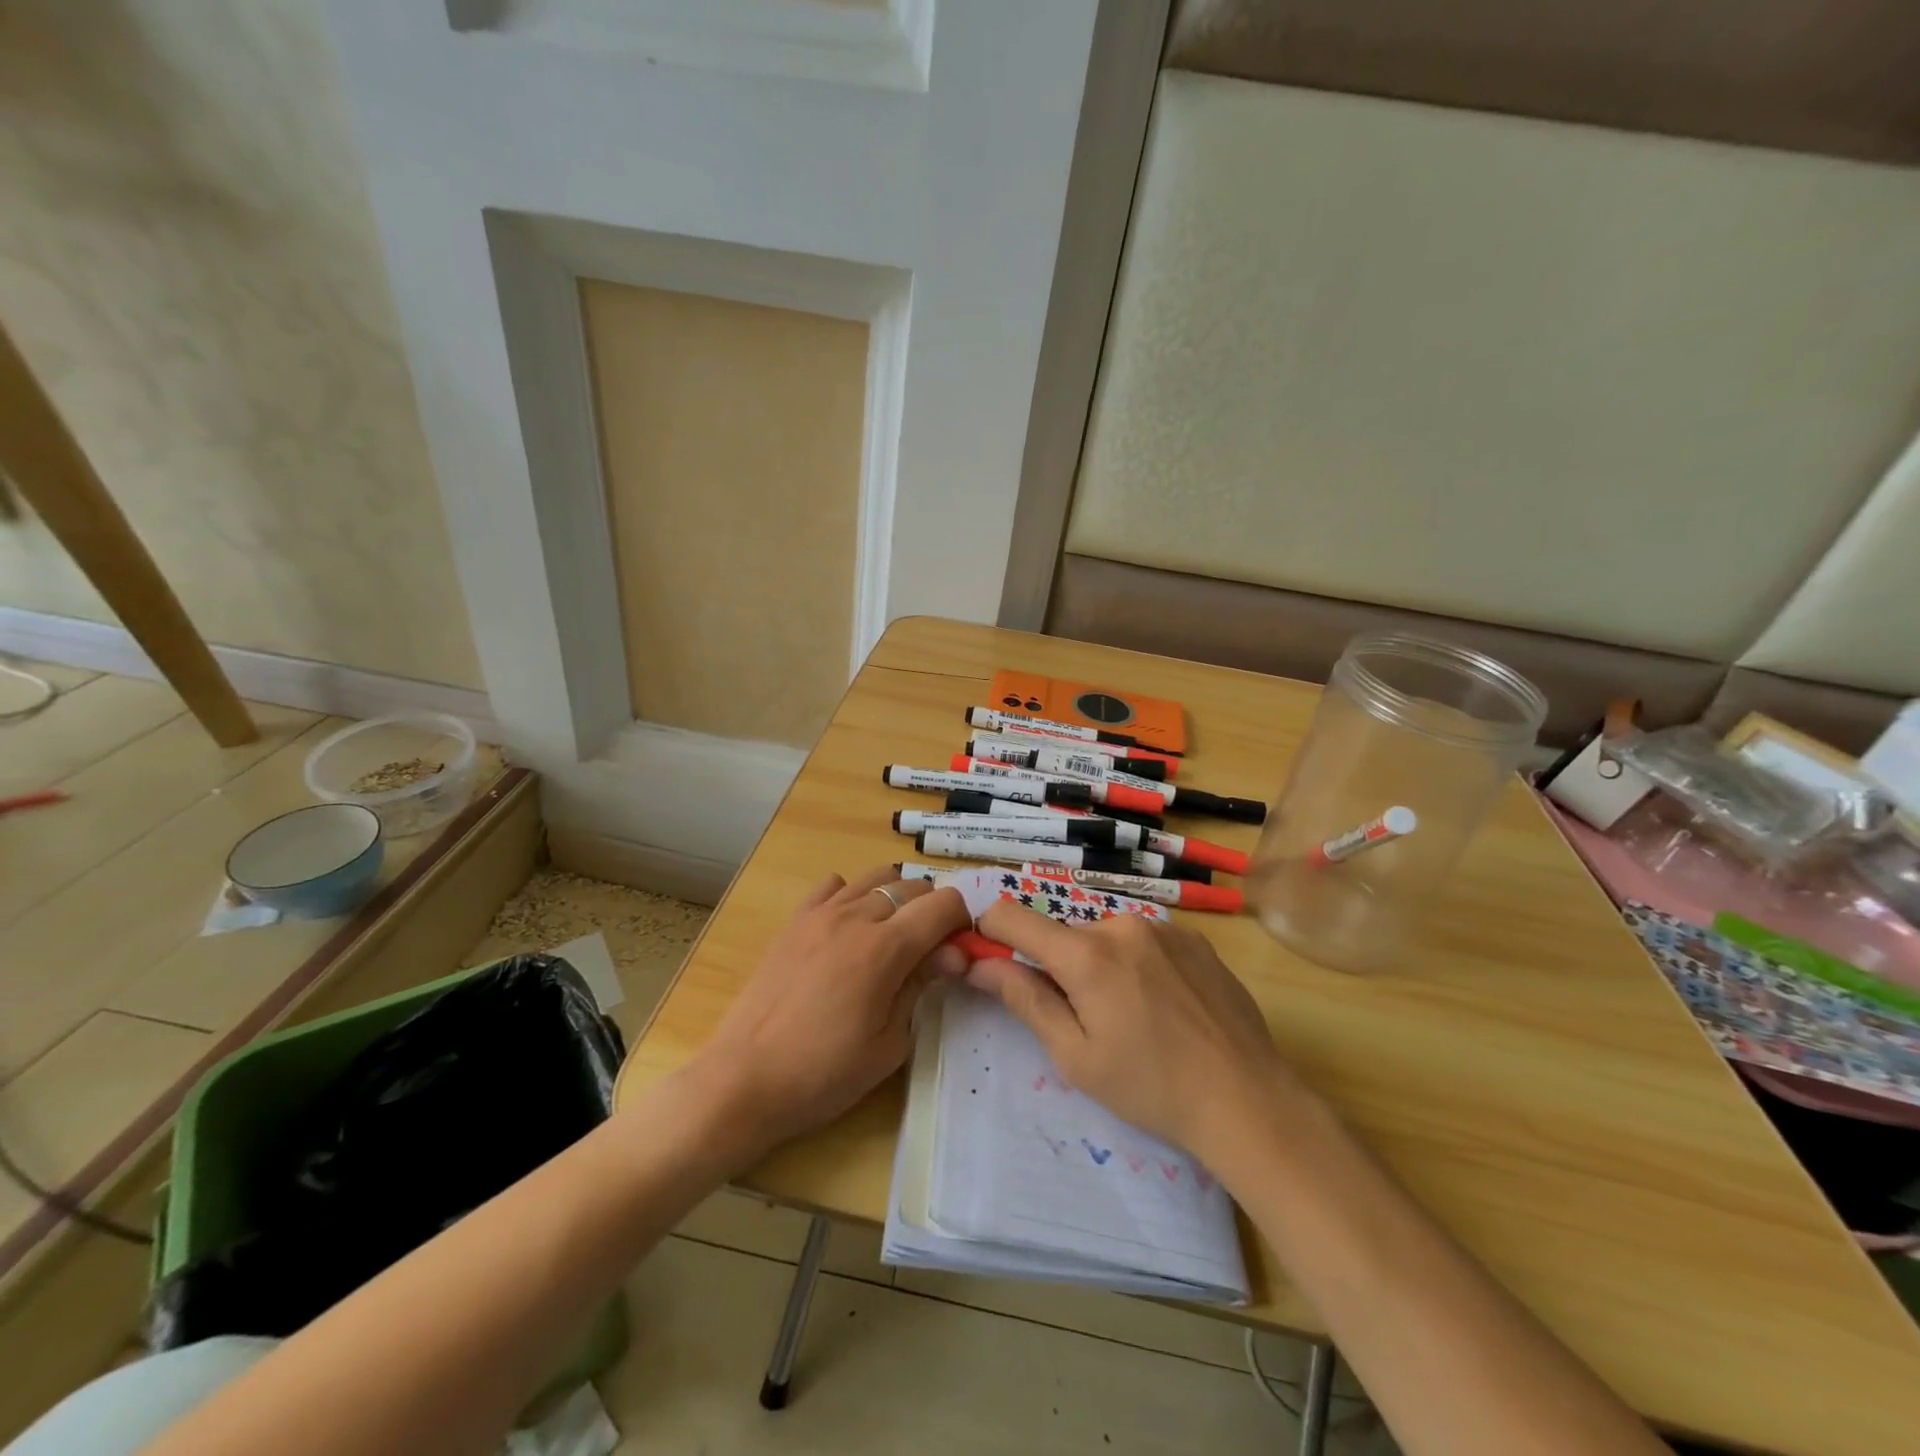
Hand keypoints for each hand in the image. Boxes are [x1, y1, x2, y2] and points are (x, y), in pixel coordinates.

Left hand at [693, 868, 969, 1155]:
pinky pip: (834, 885)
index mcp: (886, 947)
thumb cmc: (824, 1073)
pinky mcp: (795, 920)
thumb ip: (922, 986)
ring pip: (877, 877)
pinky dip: (853, 896)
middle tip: (929, 952)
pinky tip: (849, 930)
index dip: (961, 922)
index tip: (958, 952)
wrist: (745, 1079)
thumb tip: (953, 954)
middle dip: (933, 911)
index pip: (943, 903)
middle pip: (913, 885)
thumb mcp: (889, 1043)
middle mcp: (856, 916)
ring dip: (896, 898)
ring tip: (891, 938)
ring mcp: (821, 913)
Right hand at [965, 904, 1297, 1162]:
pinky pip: (1144, 940)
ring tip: (1134, 1017)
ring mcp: (1163, 928)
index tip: (990, 959)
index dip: (990, 932)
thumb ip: (1024, 1000)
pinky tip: (1166, 1006)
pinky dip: (1138, 964)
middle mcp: (1121, 925)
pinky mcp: (1194, 938)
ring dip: (1102, 966)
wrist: (1248, 1099)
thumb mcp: (1076, 1056)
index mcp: (1086, 954)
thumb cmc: (1151, 1087)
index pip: (1013, 916)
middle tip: (1086, 1019)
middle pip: (1065, 934)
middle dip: (1060, 967)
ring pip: (1106, 937)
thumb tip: (978, 964)